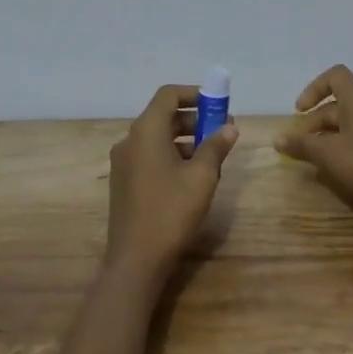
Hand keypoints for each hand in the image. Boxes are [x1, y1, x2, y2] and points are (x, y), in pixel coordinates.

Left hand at [106, 84, 237, 284]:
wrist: (136, 259)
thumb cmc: (171, 211)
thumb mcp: (202, 177)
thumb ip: (216, 147)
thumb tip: (229, 128)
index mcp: (146, 131)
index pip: (167, 95)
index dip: (193, 94)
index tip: (217, 104)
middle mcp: (130, 141)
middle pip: (163, 116)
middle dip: (194, 119)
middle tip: (221, 131)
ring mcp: (123, 163)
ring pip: (157, 138)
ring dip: (185, 139)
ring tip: (212, 155)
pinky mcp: (124, 182)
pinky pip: (150, 156)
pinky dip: (171, 155)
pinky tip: (192, 175)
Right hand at [275, 65, 352, 222]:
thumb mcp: (328, 155)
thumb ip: (301, 145)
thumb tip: (278, 139)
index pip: (335, 76)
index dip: (314, 89)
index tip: (300, 112)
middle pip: (340, 102)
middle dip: (316, 121)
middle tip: (301, 145)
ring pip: (352, 121)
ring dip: (331, 134)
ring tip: (318, 158)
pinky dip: (348, 143)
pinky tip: (342, 167)